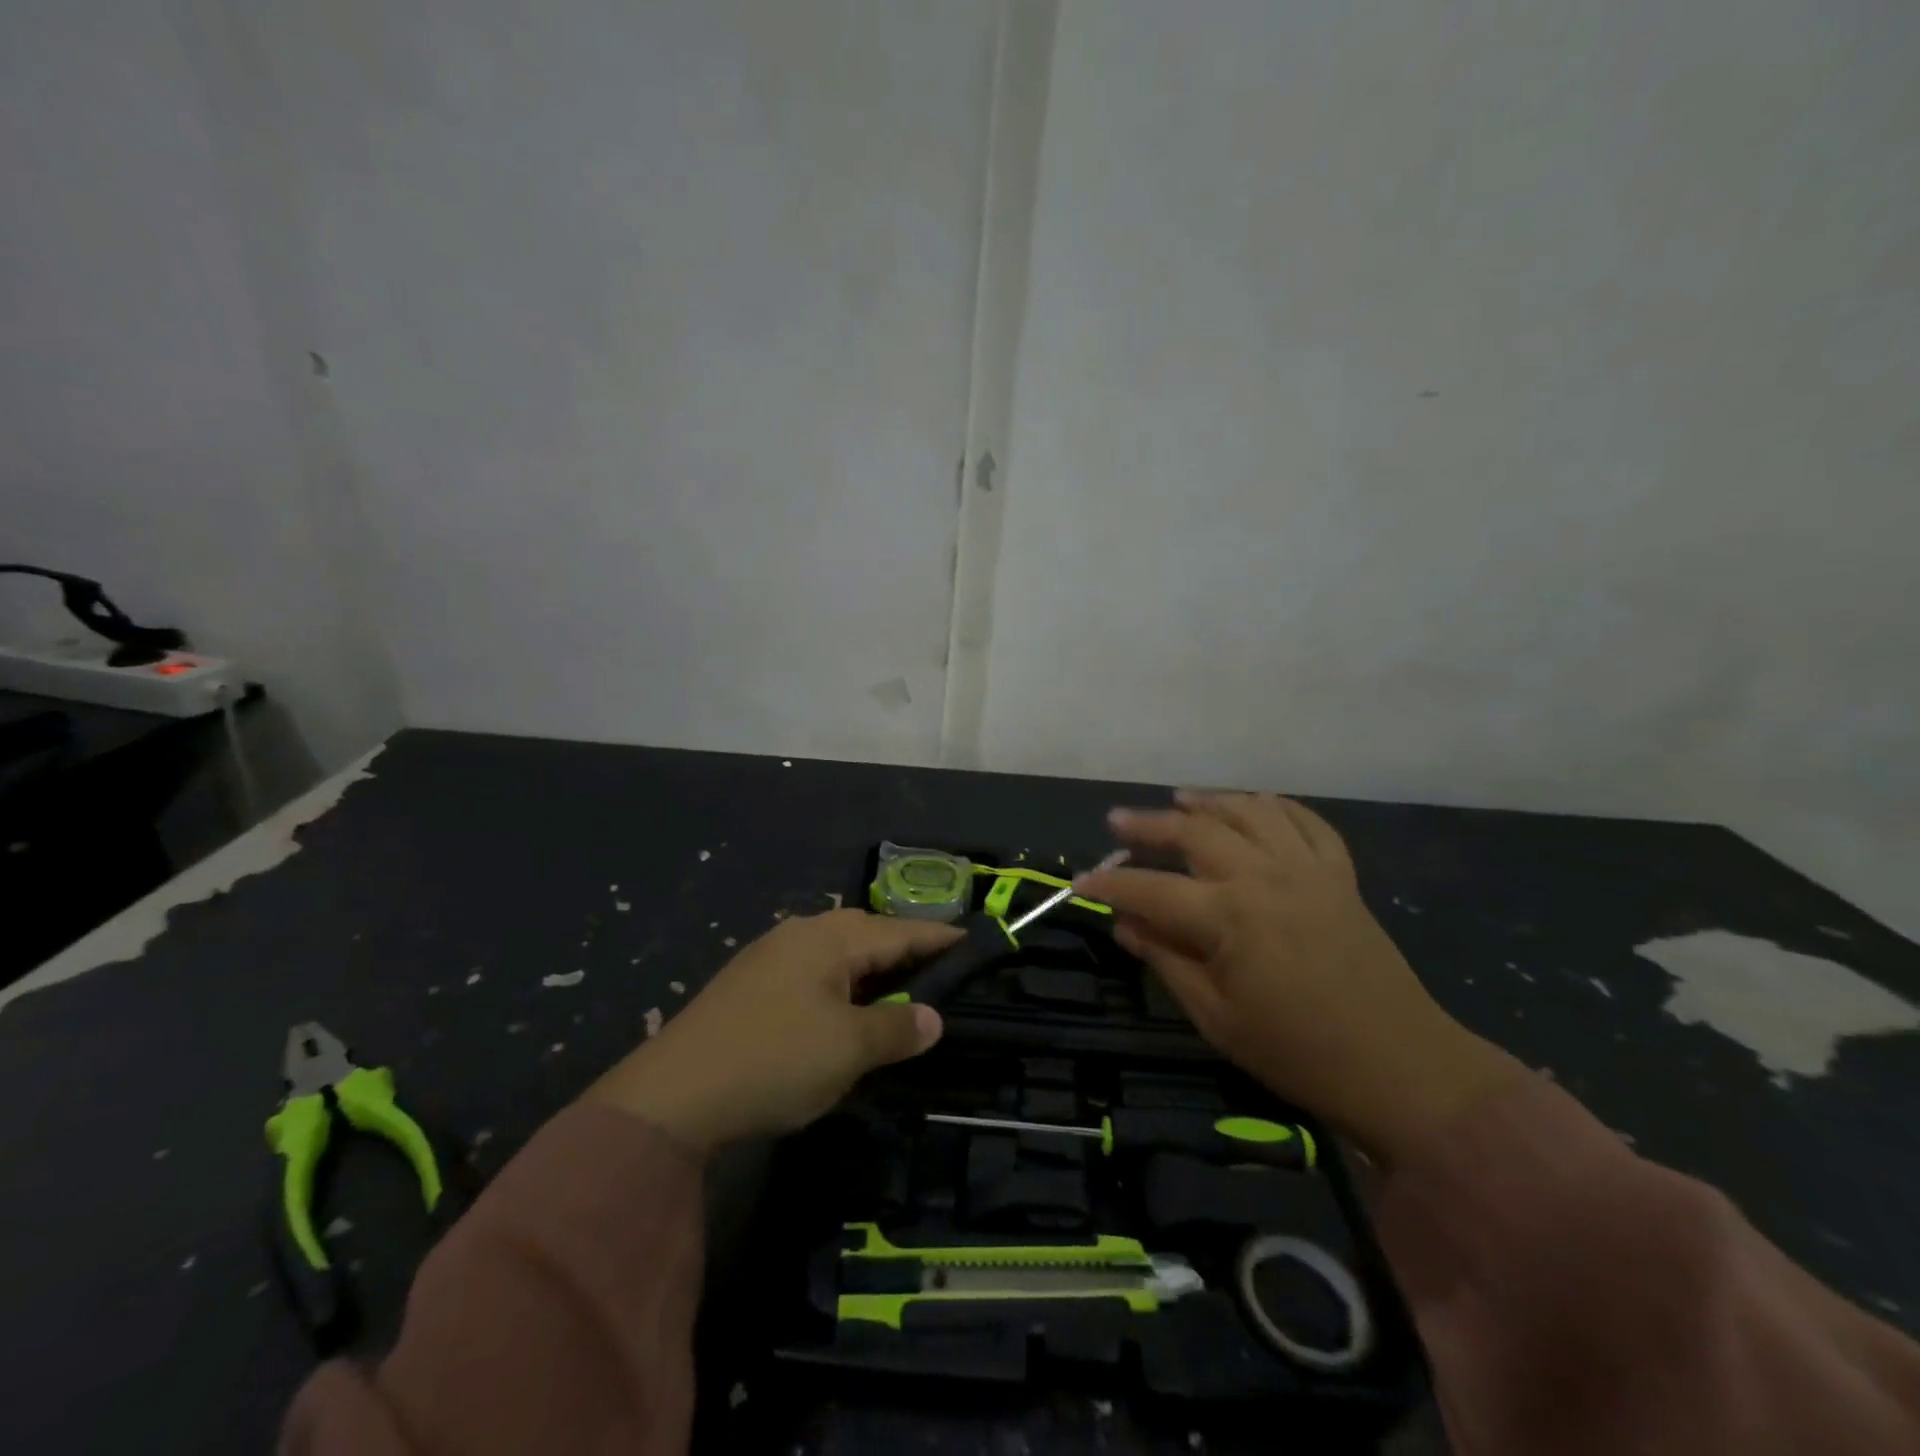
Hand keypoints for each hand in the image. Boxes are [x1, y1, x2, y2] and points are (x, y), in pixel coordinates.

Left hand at [584, 910, 959, 1154]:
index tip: (973, 942)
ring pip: (836, 953)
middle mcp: (800, 934)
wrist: (671, 1095)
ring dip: (869, 969)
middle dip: (904, 950)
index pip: (900, 931)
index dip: (939, 938)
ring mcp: (769, 957)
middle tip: (938, 972)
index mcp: (829, 938)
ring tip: (896, 992)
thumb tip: (933, 1018)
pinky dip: (839, 985)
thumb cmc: (774, 1060)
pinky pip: (811, 972)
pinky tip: (840, 1010)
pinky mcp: (748, 985)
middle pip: (867, 933)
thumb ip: (897, 1028)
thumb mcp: (848, 1049)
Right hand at [1076, 792, 1520, 1167]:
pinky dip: (1276, 807)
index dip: (1109, 886)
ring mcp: (1307, 869)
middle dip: (1148, 825)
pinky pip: (1306, 823)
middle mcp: (1263, 876)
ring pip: (1249, 811)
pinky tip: (1255, 805)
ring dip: (1208, 801)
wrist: (1400, 1066)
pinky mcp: (1340, 875)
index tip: (1079, 883)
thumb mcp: (1215, 1017)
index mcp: (1228, 916)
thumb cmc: (1297, 1052)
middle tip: (1117, 822)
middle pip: (1194, 832)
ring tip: (1178, 799)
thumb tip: (1125, 925)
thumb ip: (1166, 960)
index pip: (1150, 890)